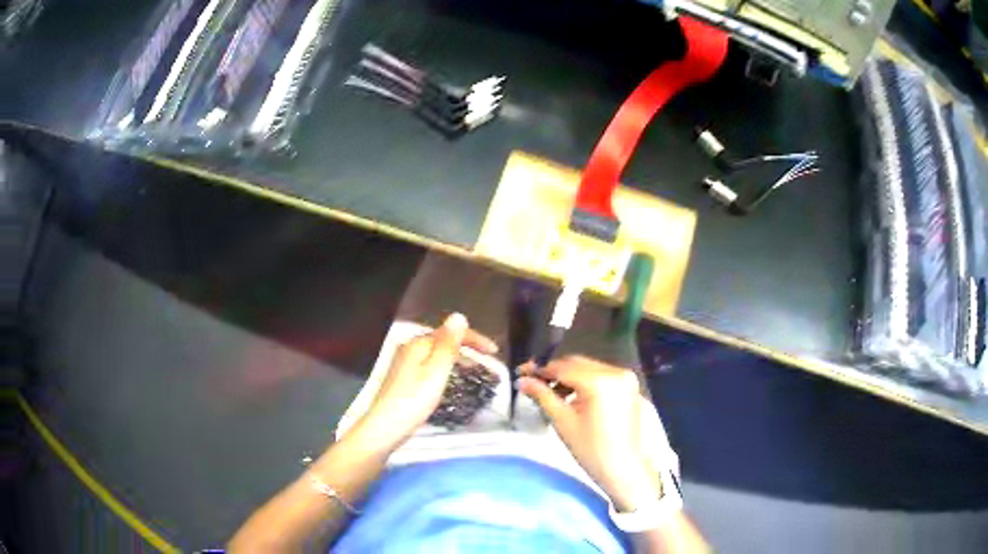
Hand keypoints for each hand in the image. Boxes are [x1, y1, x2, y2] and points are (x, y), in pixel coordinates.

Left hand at [357, 313, 497, 448]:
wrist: (384, 428)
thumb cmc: (414, 400)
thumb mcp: (436, 371)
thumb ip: (448, 344)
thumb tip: (458, 316)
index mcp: (418, 344)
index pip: (450, 332)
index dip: (474, 339)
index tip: (495, 352)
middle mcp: (409, 349)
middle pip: (442, 342)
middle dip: (466, 349)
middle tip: (487, 364)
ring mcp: (404, 364)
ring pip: (435, 355)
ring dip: (456, 360)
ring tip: (473, 373)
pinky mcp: (402, 379)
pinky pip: (429, 366)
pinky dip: (444, 370)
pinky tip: (449, 382)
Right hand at [520, 356, 659, 511]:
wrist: (623, 468)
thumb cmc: (590, 449)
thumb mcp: (562, 421)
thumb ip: (542, 395)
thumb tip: (522, 380)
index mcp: (599, 381)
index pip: (563, 367)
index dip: (539, 369)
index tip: (520, 372)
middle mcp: (615, 371)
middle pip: (577, 364)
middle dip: (553, 371)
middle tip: (531, 380)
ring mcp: (625, 377)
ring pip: (588, 368)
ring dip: (568, 376)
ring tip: (550, 392)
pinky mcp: (629, 385)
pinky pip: (601, 375)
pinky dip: (584, 381)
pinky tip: (571, 394)